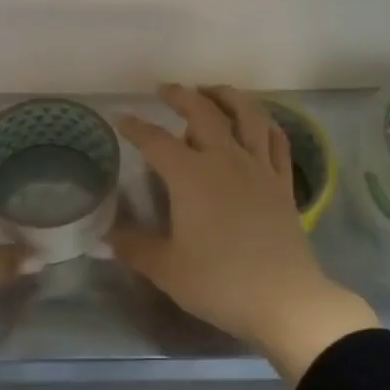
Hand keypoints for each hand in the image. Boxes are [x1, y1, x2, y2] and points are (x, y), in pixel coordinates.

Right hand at [111, 85, 379, 382]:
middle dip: (182, 96)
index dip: (136, 128)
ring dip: (227, 96)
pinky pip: (276, 140)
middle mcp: (225, 159)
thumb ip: (135, 248)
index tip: (122, 118)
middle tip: (166, 90)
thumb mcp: (167, 269)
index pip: (156, 141)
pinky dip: (265, 123)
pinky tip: (258, 121)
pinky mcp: (283, 182)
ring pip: (247, 115)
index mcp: (191, 176)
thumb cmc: (220, 282)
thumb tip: (106, 237)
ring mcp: (259, 167)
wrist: (283, 299)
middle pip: (203, 113)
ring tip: (213, 91)